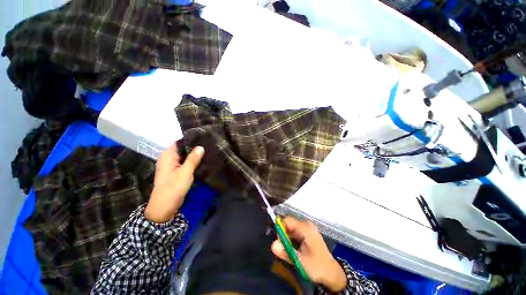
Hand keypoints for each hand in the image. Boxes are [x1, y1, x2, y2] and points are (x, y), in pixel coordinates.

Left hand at [144, 144, 204, 222]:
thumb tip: (201, 146)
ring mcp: (172, 166)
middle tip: (208, 144)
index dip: (190, 139)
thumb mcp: (185, 172)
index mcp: (167, 156)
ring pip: (184, 156)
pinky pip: (185, 163)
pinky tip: (202, 161)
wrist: (164, 207)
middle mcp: (168, 159)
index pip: (179, 142)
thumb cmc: (173, 188)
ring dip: (194, 155)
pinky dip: (192, 161)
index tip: (203, 137)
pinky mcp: (175, 172)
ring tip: (208, 151)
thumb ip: (193, 159)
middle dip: (194, 147)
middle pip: (182, 149)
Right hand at [271, 217, 346, 291]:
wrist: (332, 273)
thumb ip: (286, 252)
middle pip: (289, 224)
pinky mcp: (307, 233)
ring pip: (291, 229)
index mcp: (305, 228)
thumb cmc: (317, 266)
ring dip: (288, 239)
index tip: (279, 241)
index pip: (287, 220)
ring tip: (290, 251)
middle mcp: (306, 225)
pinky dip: (292, 240)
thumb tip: (272, 244)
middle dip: (284, 235)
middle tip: (284, 249)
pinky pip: (295, 232)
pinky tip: (295, 250)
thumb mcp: (300, 261)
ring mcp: (307, 228)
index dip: (280, 228)